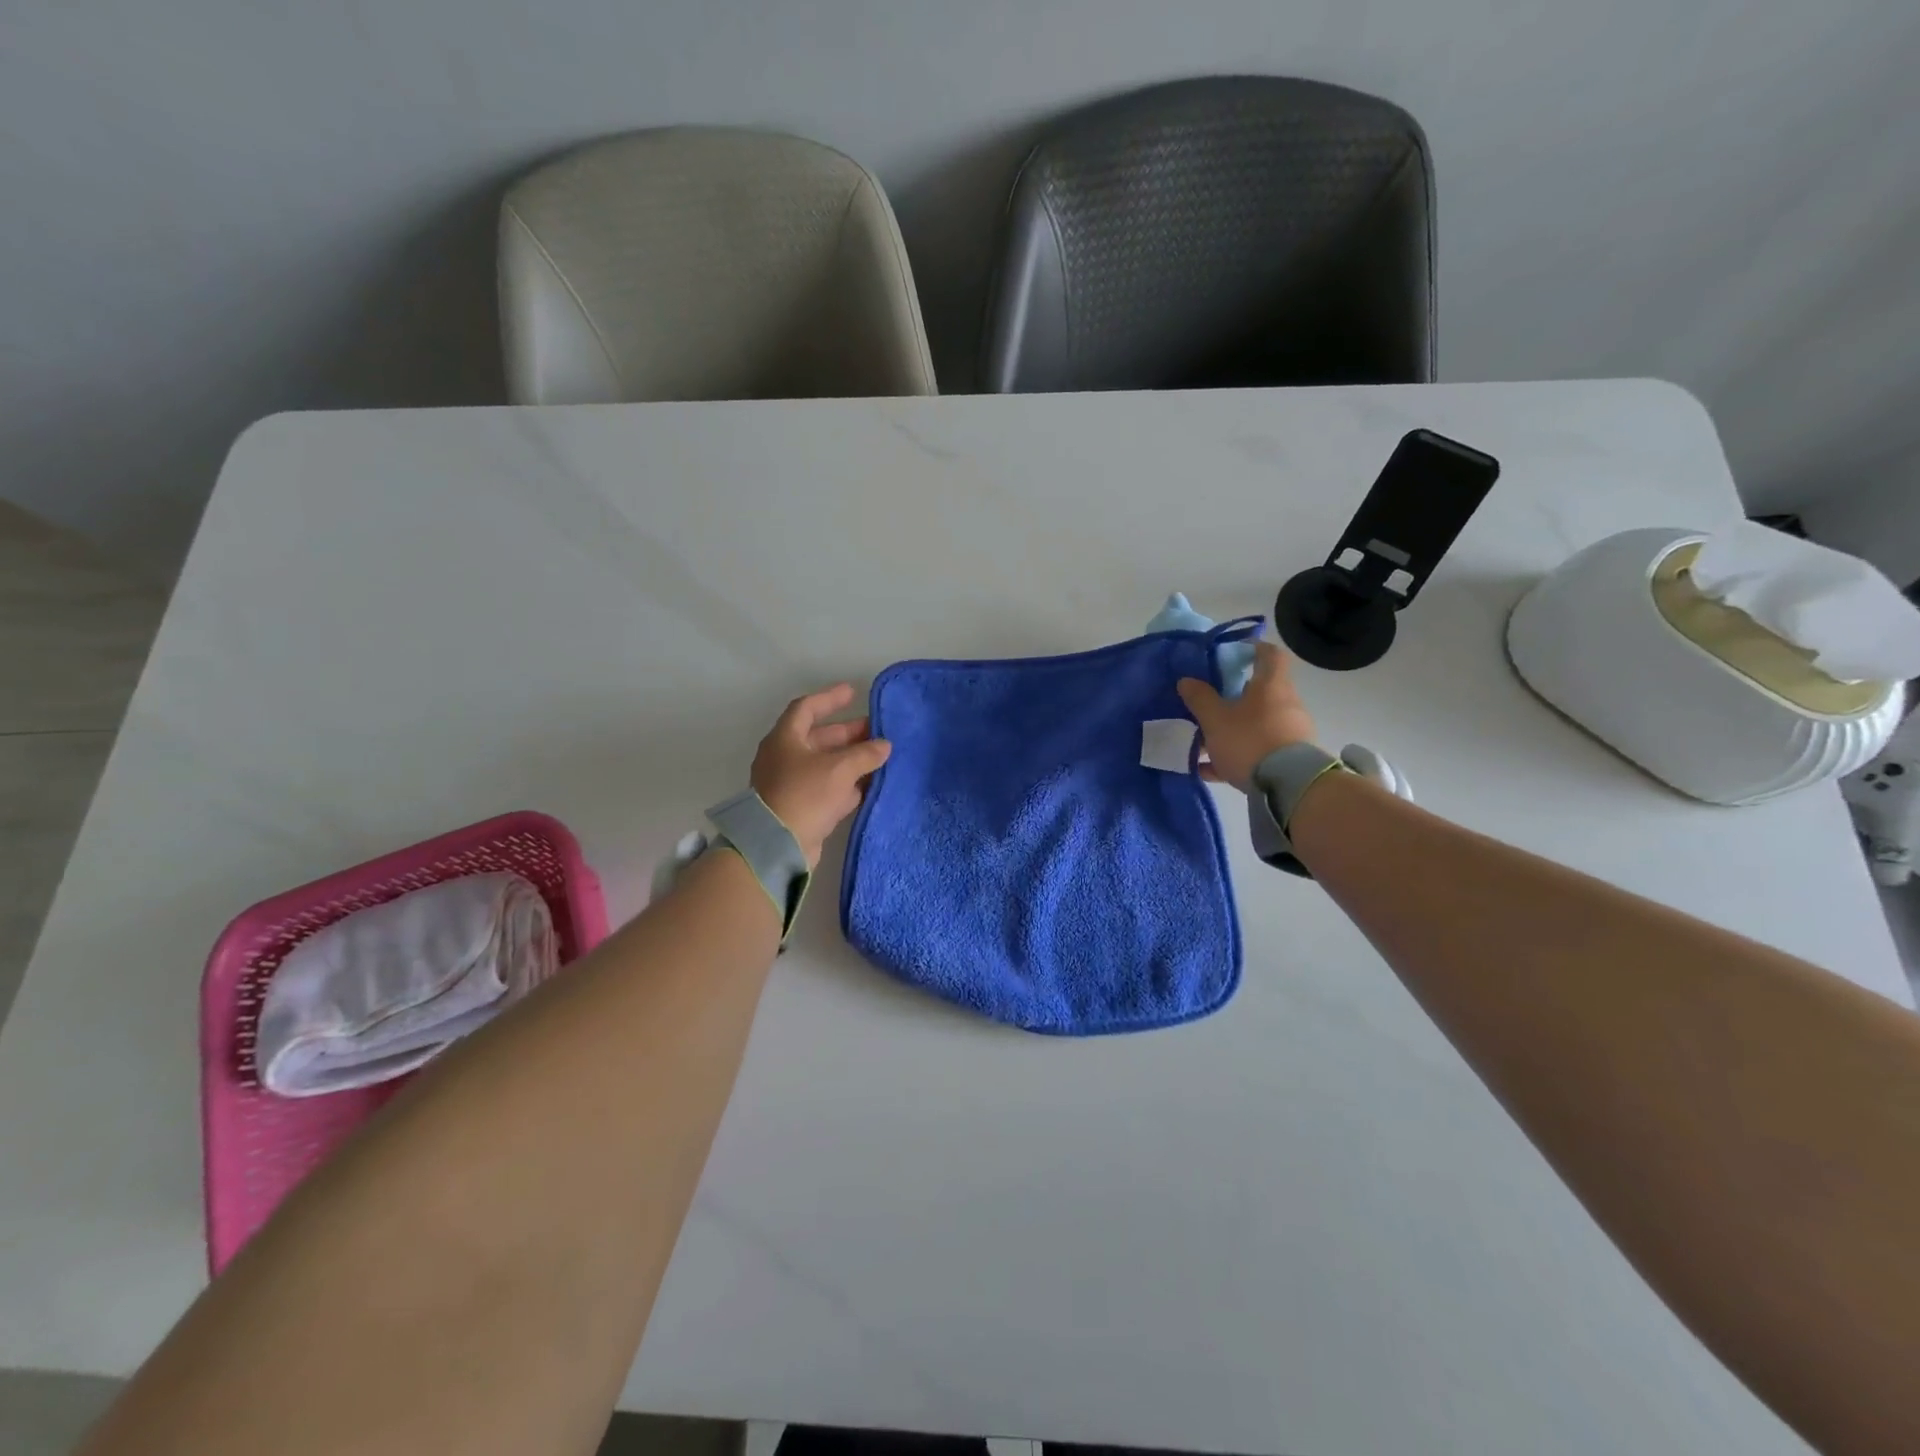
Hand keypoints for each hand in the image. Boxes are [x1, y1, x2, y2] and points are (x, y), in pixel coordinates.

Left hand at [750, 684, 891, 867]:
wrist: (777, 845)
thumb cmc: (804, 795)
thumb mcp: (839, 769)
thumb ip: (864, 754)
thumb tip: (884, 745)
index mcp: (785, 739)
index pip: (807, 708)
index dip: (830, 698)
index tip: (853, 692)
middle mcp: (785, 758)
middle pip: (819, 738)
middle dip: (848, 733)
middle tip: (876, 730)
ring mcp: (791, 784)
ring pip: (825, 764)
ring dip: (851, 760)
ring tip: (880, 756)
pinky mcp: (800, 808)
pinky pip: (827, 788)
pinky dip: (847, 784)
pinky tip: (869, 785)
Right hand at [1176, 640, 1317, 791]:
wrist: (1288, 786)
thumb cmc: (1250, 740)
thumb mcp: (1215, 719)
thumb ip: (1200, 698)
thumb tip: (1186, 680)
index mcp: (1271, 685)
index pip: (1269, 654)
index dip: (1253, 648)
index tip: (1234, 652)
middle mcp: (1286, 704)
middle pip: (1261, 691)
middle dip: (1234, 696)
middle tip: (1209, 702)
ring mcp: (1290, 732)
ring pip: (1257, 723)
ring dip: (1232, 728)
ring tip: (1203, 742)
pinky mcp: (1289, 759)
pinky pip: (1257, 751)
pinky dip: (1234, 756)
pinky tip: (1208, 770)